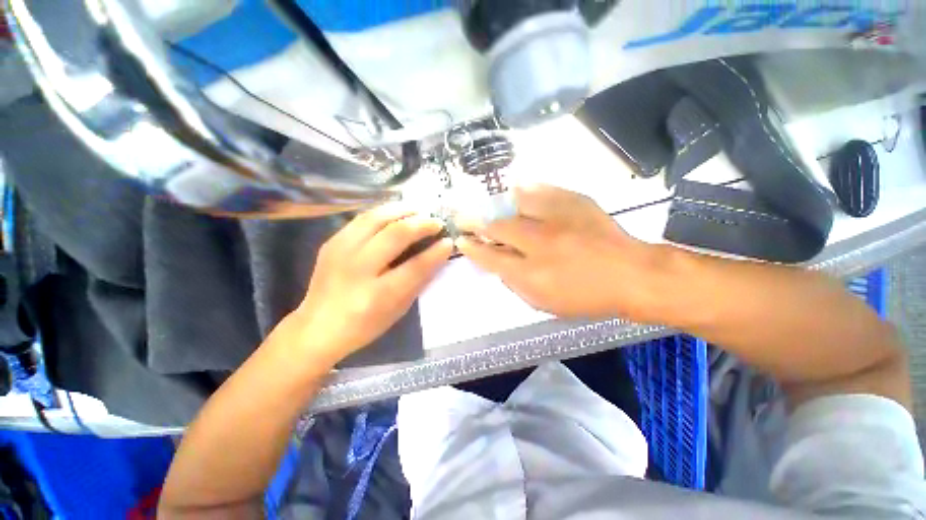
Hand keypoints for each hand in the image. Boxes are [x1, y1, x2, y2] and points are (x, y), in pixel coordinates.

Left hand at [290, 206, 452, 363]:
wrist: (317, 327)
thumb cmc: (365, 325)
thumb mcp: (398, 310)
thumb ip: (418, 281)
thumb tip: (437, 255)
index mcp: (378, 295)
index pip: (415, 266)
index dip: (436, 252)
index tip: (449, 241)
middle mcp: (358, 269)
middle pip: (395, 234)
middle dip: (422, 223)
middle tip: (436, 222)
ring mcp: (341, 252)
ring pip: (376, 218)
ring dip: (403, 210)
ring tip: (419, 210)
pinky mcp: (331, 242)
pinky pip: (362, 218)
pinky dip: (384, 212)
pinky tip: (396, 213)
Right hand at [456, 185, 660, 320]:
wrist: (632, 275)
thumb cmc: (587, 297)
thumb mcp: (545, 304)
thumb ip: (516, 285)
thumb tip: (500, 266)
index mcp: (532, 275)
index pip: (490, 258)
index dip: (472, 248)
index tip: (461, 240)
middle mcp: (539, 245)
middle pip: (498, 228)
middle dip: (477, 222)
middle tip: (465, 217)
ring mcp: (558, 221)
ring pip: (516, 205)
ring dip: (499, 205)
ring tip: (491, 203)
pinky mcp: (575, 204)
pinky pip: (542, 191)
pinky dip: (527, 190)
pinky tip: (518, 189)